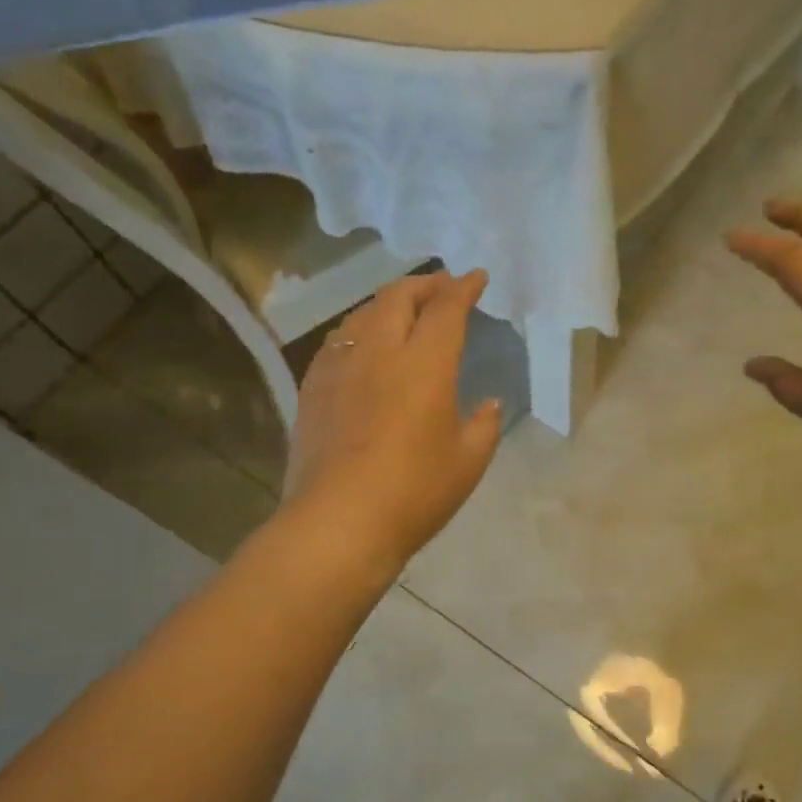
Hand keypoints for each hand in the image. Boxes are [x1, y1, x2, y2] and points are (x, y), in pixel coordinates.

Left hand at [282, 270, 503, 571]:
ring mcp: (340, 366)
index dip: (463, 288)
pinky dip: (359, 330)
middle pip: (399, 297)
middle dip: (425, 284)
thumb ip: (484, 425)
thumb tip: (488, 403)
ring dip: (389, 302)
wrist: (339, 522)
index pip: (446, 309)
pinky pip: (338, 341)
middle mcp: (380, 351)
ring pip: (363, 314)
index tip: (476, 278)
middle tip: (442, 287)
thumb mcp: (468, 461)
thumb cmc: (415, 492)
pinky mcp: (313, 388)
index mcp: (425, 363)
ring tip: (404, 310)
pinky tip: (363, 345)